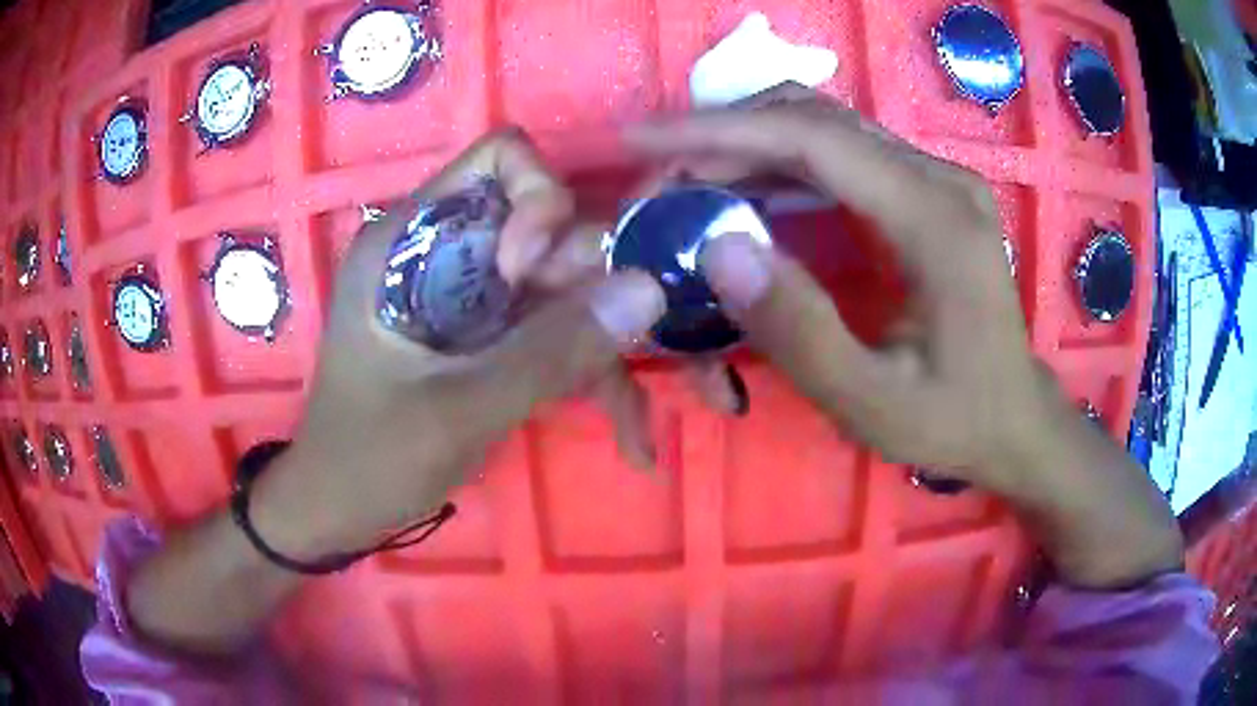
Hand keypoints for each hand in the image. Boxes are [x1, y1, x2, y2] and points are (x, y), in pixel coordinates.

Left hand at [252, 130, 665, 556]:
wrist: (338, 511)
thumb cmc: (368, 458)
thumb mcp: (455, 410)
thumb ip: (549, 352)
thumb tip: (649, 288)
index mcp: (410, 238)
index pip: (501, 159)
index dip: (538, 201)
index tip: (533, 276)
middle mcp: (446, 251)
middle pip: (550, 229)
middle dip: (590, 295)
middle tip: (606, 363)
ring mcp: (473, 296)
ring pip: (566, 289)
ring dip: (604, 354)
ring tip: (631, 430)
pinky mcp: (490, 337)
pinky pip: (557, 335)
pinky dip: (591, 381)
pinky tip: (625, 438)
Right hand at [627, 89, 1043, 490]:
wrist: (1015, 420)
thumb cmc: (954, 419)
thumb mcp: (874, 403)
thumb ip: (799, 331)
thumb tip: (717, 249)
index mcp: (935, 218)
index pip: (812, 139)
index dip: (718, 130)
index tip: (640, 139)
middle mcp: (938, 178)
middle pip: (814, 119)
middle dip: (723, 135)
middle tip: (656, 175)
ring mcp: (936, 179)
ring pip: (825, 131)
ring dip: (747, 146)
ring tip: (686, 184)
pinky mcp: (927, 193)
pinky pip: (841, 158)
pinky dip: (780, 167)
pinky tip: (745, 197)